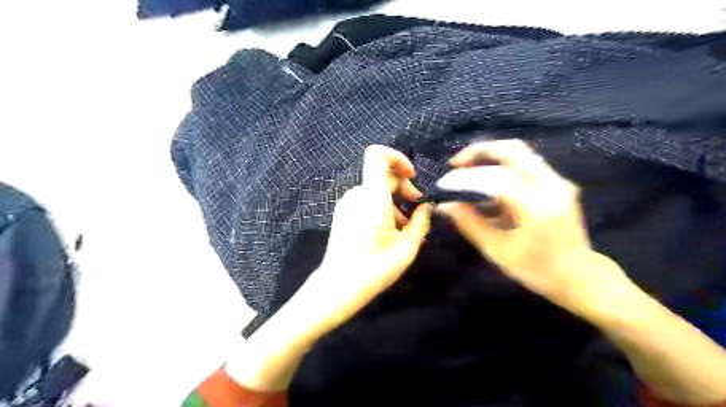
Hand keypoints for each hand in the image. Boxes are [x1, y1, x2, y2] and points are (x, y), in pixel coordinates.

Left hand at [300, 146, 429, 333]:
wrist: (339, 286)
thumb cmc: (375, 268)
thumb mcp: (407, 247)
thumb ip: (421, 221)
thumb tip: (427, 207)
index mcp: (372, 198)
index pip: (377, 155)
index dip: (397, 158)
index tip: (412, 176)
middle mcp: (357, 195)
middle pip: (383, 175)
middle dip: (404, 188)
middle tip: (418, 210)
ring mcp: (347, 204)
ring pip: (377, 190)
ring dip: (395, 202)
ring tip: (406, 229)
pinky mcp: (344, 213)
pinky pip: (367, 201)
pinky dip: (382, 208)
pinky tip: (391, 232)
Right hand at [436, 139, 629, 310]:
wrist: (580, 277)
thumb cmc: (537, 270)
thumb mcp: (497, 250)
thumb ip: (469, 224)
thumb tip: (445, 205)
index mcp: (536, 206)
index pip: (494, 179)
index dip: (465, 179)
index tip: (445, 186)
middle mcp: (550, 185)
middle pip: (511, 150)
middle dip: (479, 152)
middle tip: (457, 164)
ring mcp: (557, 182)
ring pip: (519, 154)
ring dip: (489, 159)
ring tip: (466, 174)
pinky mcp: (557, 184)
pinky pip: (524, 167)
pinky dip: (501, 170)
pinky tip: (486, 189)